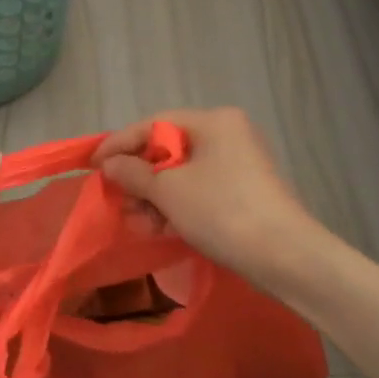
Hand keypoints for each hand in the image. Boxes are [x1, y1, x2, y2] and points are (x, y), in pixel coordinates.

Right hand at [93, 108, 323, 289]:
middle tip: (119, 202)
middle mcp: (229, 134)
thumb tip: (110, 165)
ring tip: (139, 224)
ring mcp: (240, 164)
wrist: (285, 256)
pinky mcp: (245, 192)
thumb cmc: (222, 211)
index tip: (92, 165)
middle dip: (139, 178)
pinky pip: (200, 190)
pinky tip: (161, 230)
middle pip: (168, 149)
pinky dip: (178, 207)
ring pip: (183, 174)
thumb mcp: (169, 191)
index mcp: (214, 121)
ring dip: (156, 198)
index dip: (119, 144)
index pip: (154, 123)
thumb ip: (133, 173)